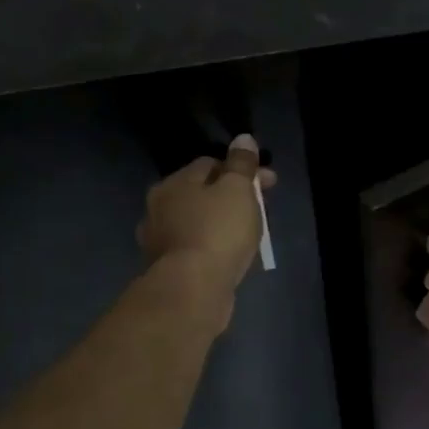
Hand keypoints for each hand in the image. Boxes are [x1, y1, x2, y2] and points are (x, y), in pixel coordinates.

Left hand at [138, 134, 277, 317]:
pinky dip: (213, 246)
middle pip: (203, 193)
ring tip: (249, 234)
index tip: (268, 183)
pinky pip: (196, 248)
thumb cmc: (218, 231)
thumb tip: (243, 139)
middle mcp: (159, 208)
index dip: (241, 169)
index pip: (210, 164)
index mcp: (174, 183)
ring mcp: (160, 240)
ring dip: (221, 223)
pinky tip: (229, 255)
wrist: (193, 289)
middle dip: (232, 196)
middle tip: (262, 209)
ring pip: (199, 221)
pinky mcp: (168, 269)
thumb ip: (241, 164)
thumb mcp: (237, 190)